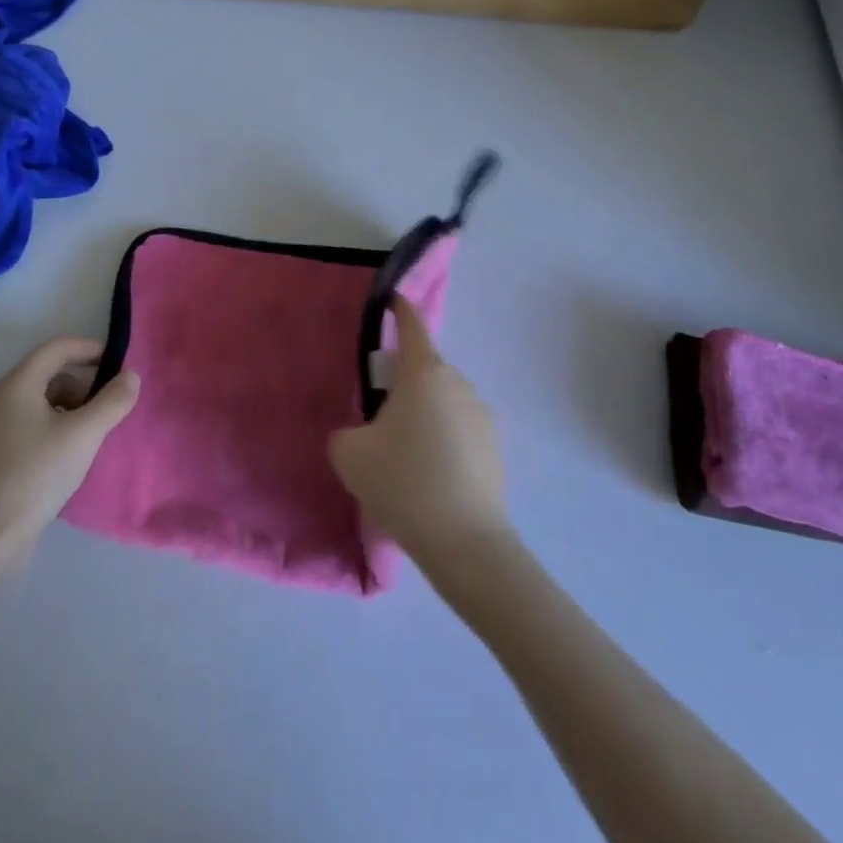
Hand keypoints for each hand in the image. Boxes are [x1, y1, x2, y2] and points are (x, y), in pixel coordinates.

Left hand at [0, 337, 139, 559]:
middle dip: (84, 383)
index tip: (118, 365)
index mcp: (17, 385)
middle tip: (109, 406)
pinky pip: (31, 424)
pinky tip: (70, 454)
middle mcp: (1, 399)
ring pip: (41, 401)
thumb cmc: (36, 475)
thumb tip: (131, 377)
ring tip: (92, 433)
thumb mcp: (84, 434)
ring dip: (72, 407)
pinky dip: (56, 426)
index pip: (58, 347)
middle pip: (50, 373)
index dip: (90, 349)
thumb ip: (112, 401)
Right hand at [329, 297, 510, 570]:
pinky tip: (431, 478)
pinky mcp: (495, 447)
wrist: (464, 541)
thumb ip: (347, 432)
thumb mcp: (349, 453)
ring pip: (443, 401)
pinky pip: (460, 430)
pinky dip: (444, 441)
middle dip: (404, 384)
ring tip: (406, 457)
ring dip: (425, 415)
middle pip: (425, 370)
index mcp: (423, 373)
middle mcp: (457, 382)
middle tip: (380, 418)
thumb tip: (363, 434)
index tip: (392, 301)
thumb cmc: (402, 482)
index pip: (411, 326)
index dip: (400, 310)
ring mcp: (482, 414)